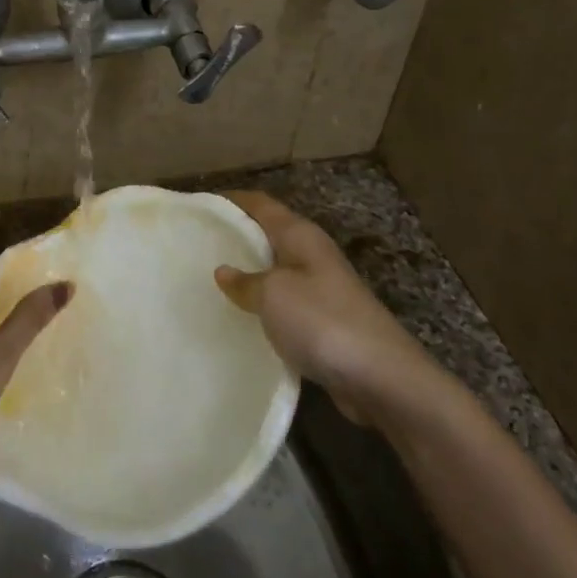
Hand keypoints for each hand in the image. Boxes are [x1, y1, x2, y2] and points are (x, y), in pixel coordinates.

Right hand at [214, 191, 429, 426]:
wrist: (380, 377)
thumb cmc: (322, 321)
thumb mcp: (273, 294)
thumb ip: (245, 281)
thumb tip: (224, 271)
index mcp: (301, 236)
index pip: (261, 204)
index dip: (231, 200)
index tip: (199, 207)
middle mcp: (312, 254)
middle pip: (268, 235)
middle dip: (235, 237)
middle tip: (195, 247)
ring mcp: (321, 289)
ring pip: (275, 270)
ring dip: (247, 273)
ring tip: (209, 282)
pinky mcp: (323, 322)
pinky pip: (283, 303)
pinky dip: (261, 305)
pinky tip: (240, 318)